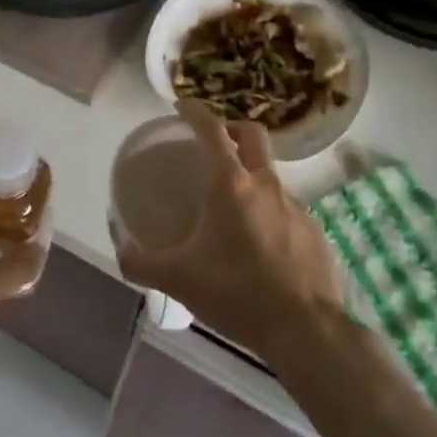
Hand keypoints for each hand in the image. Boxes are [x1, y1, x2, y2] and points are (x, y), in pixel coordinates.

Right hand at [117, 100, 344, 361]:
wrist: (306, 331)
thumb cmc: (237, 293)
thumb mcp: (178, 279)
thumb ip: (142, 263)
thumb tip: (122, 253)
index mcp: (231, 185)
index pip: (212, 130)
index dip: (195, 111)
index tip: (182, 106)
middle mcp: (266, 185)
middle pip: (253, 135)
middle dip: (233, 129)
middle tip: (215, 144)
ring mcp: (296, 208)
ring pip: (271, 176)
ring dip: (252, 178)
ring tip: (234, 209)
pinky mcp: (315, 233)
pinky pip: (288, 211)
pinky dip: (271, 216)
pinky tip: (261, 247)